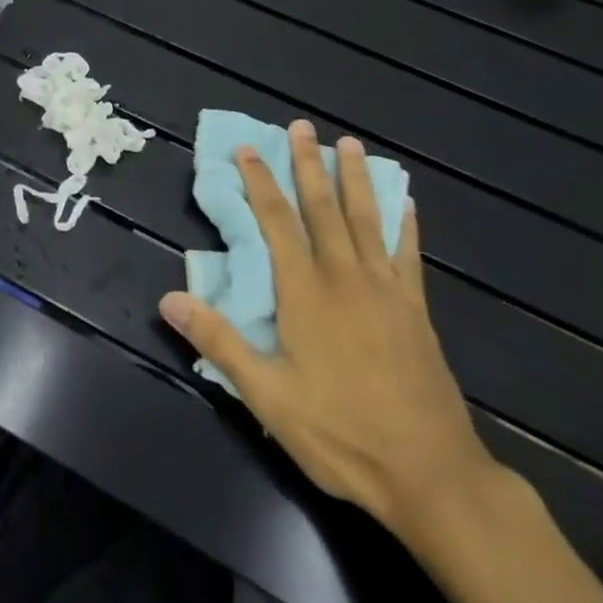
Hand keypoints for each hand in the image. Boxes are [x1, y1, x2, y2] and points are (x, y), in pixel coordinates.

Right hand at [159, 122, 494, 544]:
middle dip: (309, 164)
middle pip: (323, 208)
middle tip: (302, 126)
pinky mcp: (416, 311)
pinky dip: (406, 225)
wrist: (433, 476)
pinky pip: (409, 256)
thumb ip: (220, 342)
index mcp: (306, 292)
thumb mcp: (268, 397)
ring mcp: (386, 291)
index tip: (249, 149)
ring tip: (351, 144)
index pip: (277, 222)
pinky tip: (407, 204)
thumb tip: (169, 298)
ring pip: (367, 220)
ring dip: (356, 179)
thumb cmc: (342, 434)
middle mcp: (346, 277)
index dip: (260, 183)